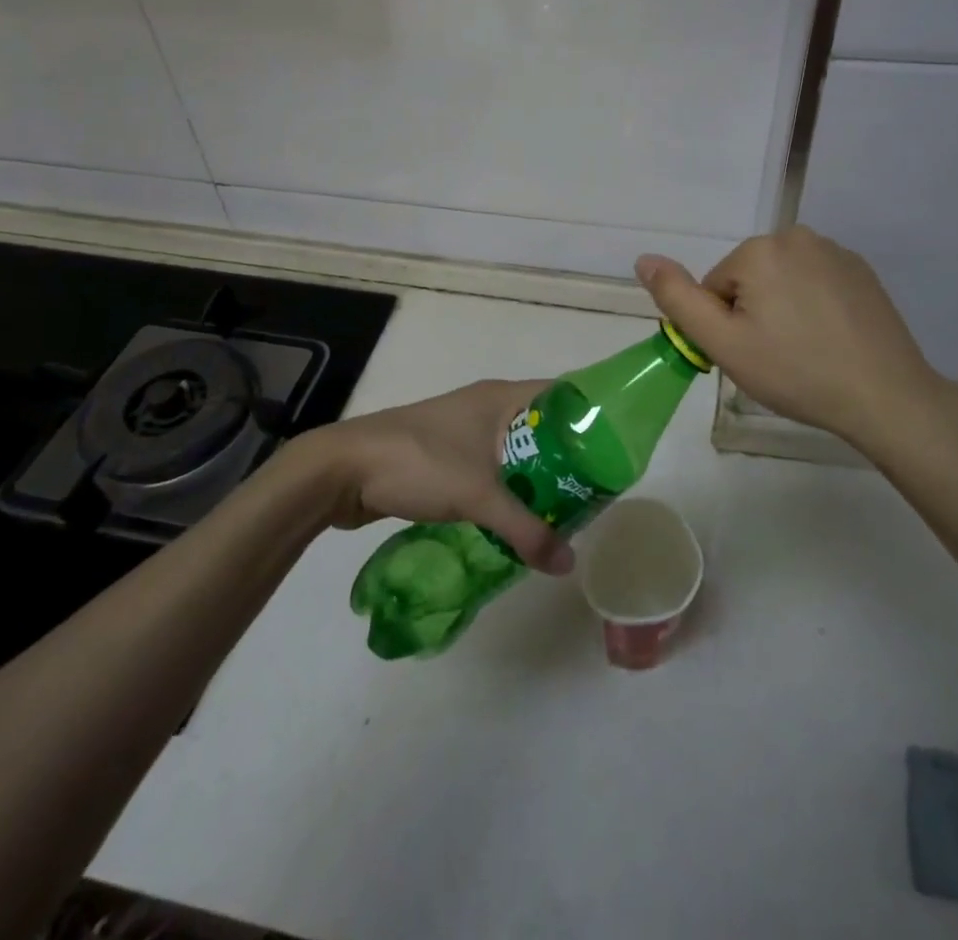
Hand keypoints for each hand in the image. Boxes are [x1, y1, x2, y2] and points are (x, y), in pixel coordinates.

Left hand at [286, 379, 573, 574]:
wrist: (342, 470)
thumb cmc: (418, 463)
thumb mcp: (478, 496)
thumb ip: (525, 529)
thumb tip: (568, 563)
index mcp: (500, 397)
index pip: (561, 394)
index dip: (590, 415)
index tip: (615, 448)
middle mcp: (485, 406)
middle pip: (541, 425)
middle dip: (567, 456)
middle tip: (595, 490)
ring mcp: (462, 430)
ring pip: (514, 450)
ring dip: (536, 476)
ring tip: (565, 509)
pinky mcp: (444, 455)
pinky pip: (491, 468)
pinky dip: (508, 488)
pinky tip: (519, 518)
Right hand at [636, 226, 957, 459]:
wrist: (884, 395)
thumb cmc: (795, 372)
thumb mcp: (723, 343)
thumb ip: (677, 299)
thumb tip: (643, 259)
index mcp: (759, 250)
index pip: (715, 288)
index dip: (726, 326)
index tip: (753, 354)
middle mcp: (796, 236)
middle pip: (748, 279)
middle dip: (753, 314)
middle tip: (777, 356)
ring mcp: (834, 250)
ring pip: (781, 280)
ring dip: (783, 309)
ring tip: (806, 349)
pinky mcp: (860, 269)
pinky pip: (814, 282)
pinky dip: (813, 306)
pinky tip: (831, 338)